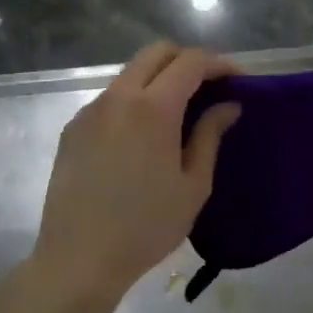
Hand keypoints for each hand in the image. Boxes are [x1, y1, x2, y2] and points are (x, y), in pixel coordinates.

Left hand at [32, 43, 240, 300]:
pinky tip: (145, 135)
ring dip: (160, 79)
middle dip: (188, 60)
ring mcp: (90, 111)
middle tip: (211, 87)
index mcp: (153, 108)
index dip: (220, 64)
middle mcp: (118, 97)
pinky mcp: (73, 129)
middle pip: (156, 53)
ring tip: (181, 111)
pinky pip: (110, 99)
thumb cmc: (147, 226)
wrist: (79, 259)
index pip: (191, 62)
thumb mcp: (193, 185)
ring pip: (130, 73)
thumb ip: (210, 136)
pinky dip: (135, 100)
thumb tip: (227, 106)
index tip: (239, 81)